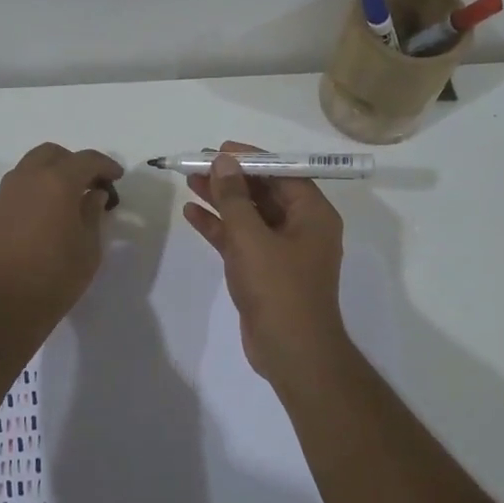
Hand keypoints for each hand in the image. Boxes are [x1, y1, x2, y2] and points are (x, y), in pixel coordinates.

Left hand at [0, 143, 123, 333]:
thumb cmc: (54, 278)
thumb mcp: (88, 248)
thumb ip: (92, 214)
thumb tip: (93, 195)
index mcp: (57, 182)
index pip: (86, 160)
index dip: (105, 165)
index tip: (116, 177)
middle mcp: (27, 179)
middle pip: (52, 154)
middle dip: (73, 163)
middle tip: (89, 184)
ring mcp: (4, 195)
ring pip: (29, 168)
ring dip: (50, 174)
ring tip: (66, 200)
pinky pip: (16, 189)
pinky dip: (33, 191)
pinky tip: (43, 217)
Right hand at [182, 140, 350, 384]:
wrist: (291, 353)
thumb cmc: (278, 288)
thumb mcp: (252, 238)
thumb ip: (234, 198)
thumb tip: (223, 162)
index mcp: (313, 214)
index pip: (283, 173)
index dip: (251, 159)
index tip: (220, 150)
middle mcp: (302, 228)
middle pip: (264, 192)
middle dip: (231, 179)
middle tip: (198, 164)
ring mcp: (283, 251)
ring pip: (250, 216)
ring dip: (222, 200)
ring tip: (190, 182)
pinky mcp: (265, 272)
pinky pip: (242, 240)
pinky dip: (219, 228)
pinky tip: (192, 214)